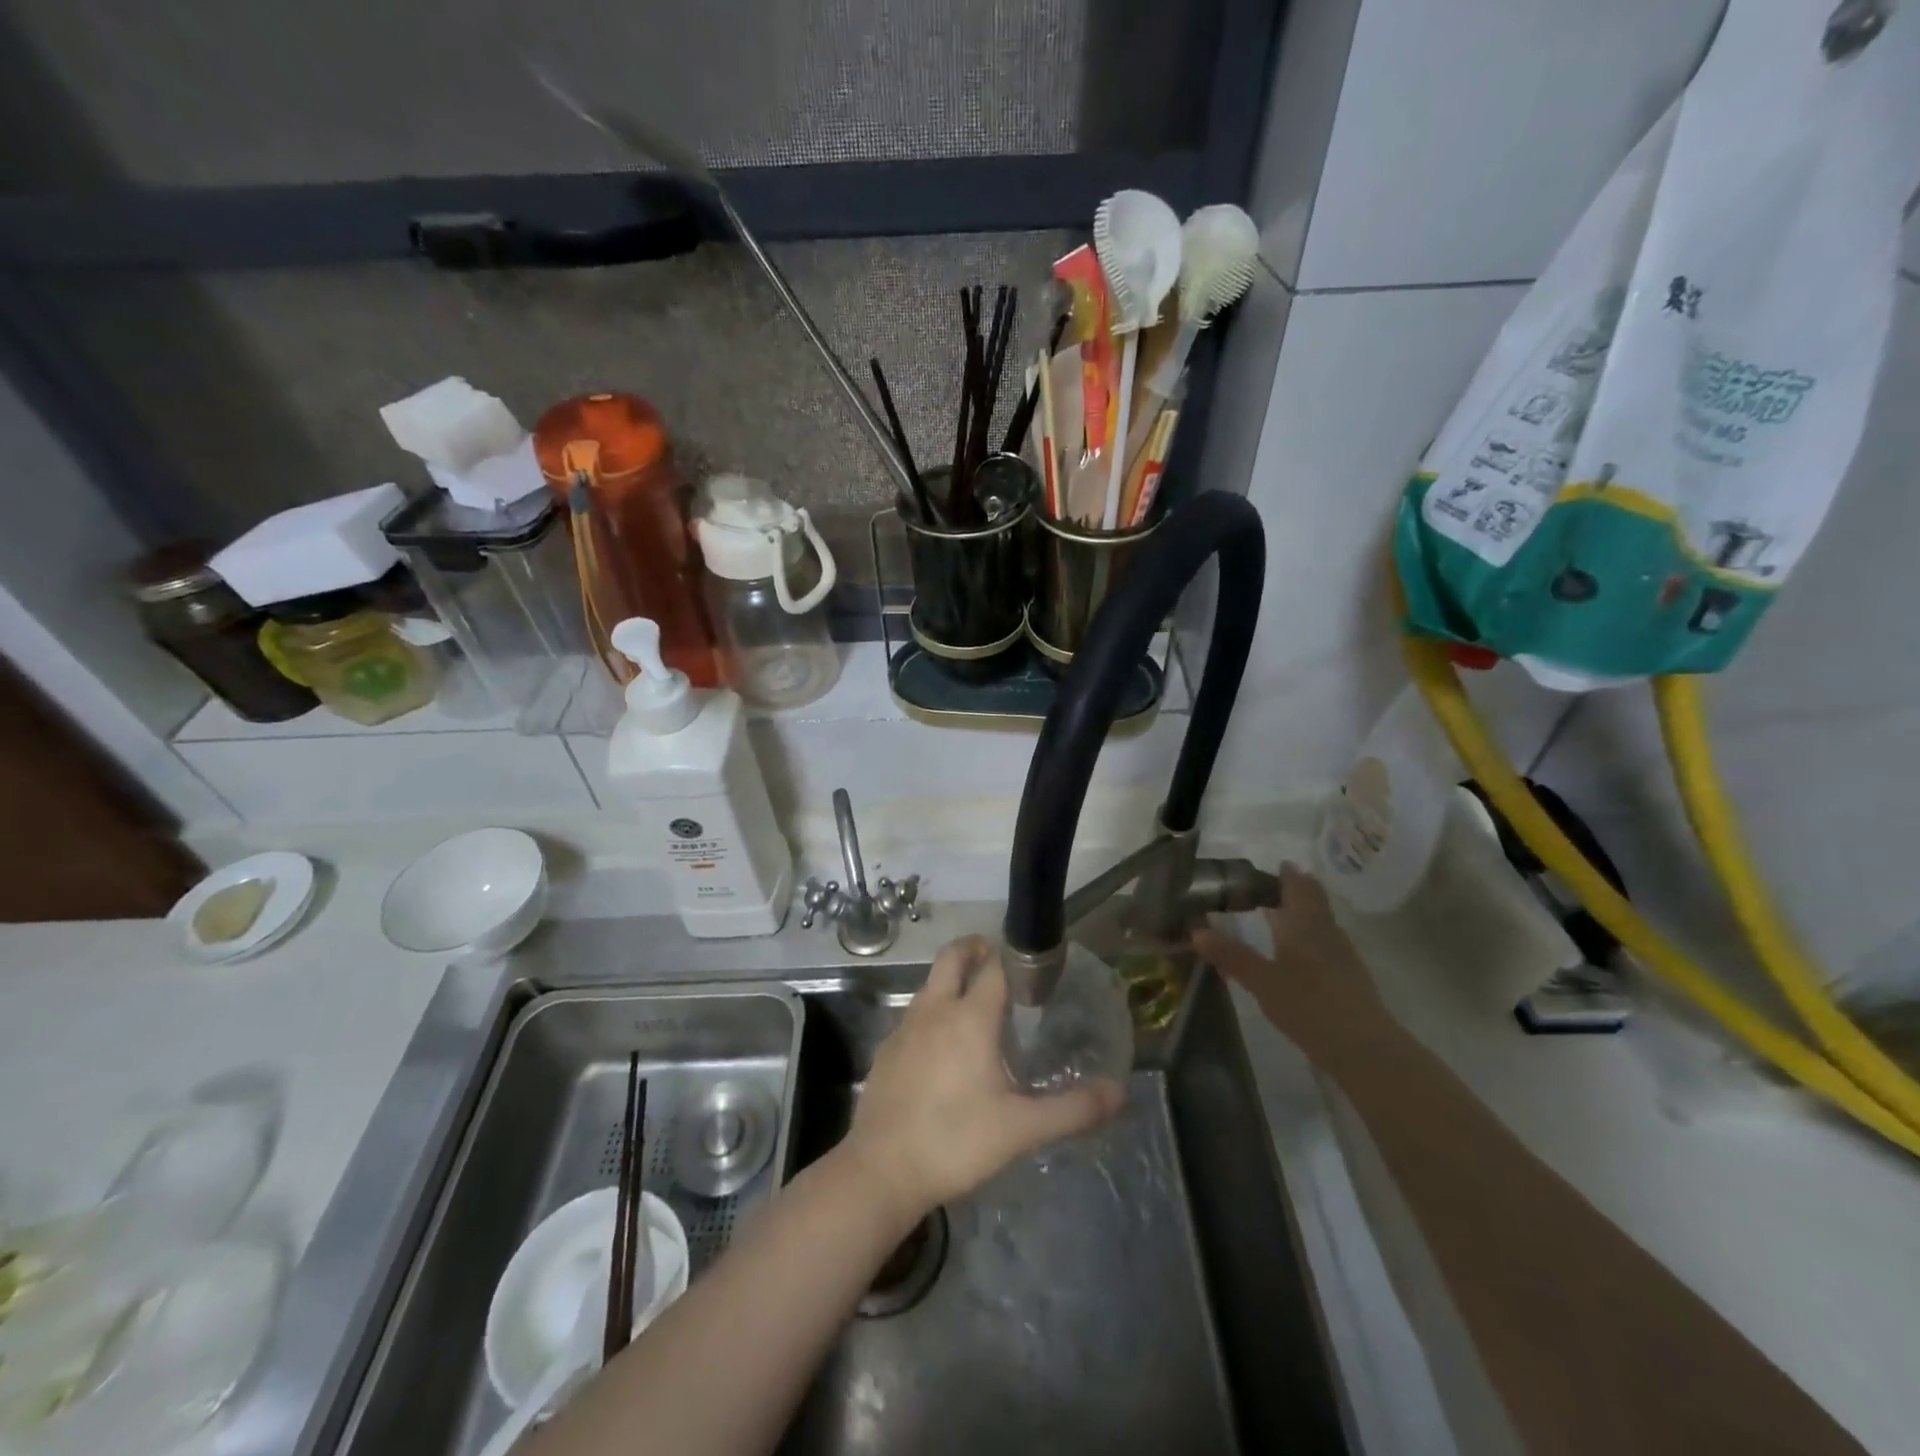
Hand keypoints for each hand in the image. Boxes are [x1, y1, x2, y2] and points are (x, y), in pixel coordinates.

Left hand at [840, 936, 1124, 1221]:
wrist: (881, 1169)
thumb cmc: (955, 1140)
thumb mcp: (1021, 1129)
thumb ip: (1072, 1109)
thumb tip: (1119, 1093)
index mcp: (969, 1016)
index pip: (993, 966)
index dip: (1012, 959)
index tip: (1031, 968)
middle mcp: (935, 1009)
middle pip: (952, 957)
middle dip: (975, 950)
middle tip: (1000, 965)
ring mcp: (905, 1026)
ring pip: (931, 984)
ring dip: (953, 981)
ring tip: (979, 1009)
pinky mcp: (887, 1048)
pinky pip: (916, 1013)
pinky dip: (935, 1011)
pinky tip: (946, 1049)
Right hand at [1192, 864, 1389, 1057]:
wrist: (1364, 1047)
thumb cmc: (1308, 1004)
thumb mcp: (1261, 980)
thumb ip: (1230, 955)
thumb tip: (1196, 932)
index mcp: (1305, 923)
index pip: (1298, 886)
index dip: (1288, 874)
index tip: (1275, 865)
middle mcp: (1326, 932)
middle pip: (1314, 902)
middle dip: (1296, 891)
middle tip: (1271, 889)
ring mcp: (1342, 956)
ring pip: (1322, 923)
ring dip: (1303, 915)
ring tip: (1280, 917)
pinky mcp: (1350, 979)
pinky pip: (1327, 945)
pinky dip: (1310, 940)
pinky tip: (1299, 956)